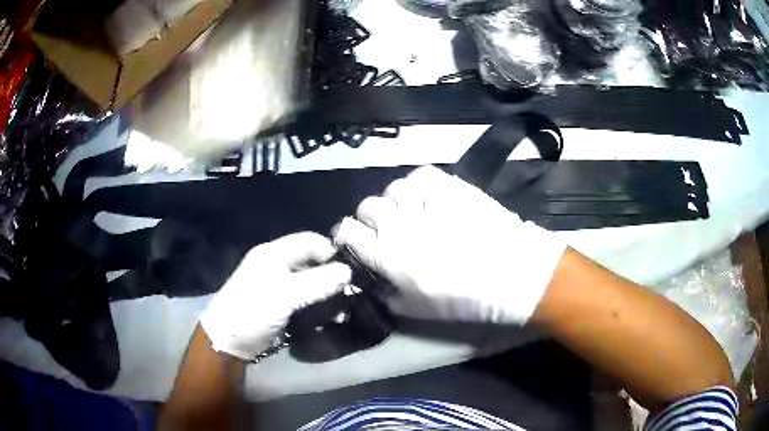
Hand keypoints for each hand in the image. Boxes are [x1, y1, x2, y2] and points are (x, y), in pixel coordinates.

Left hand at [200, 232, 350, 359]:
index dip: (331, 252)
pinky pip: (304, 296)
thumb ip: (318, 281)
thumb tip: (349, 272)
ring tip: (343, 307)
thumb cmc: (254, 310)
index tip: (351, 270)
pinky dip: (318, 303)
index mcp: (274, 252)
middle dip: (332, 274)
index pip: (310, 241)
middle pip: (311, 261)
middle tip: (350, 291)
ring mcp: (277, 284)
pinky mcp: (279, 302)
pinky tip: (329, 315)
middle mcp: (276, 263)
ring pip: (310, 280)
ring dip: (327, 291)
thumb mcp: (286, 294)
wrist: (229, 340)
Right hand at [333, 165, 565, 324]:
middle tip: (388, 229)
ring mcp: (423, 200)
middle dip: (371, 218)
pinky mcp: (448, 184)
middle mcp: (397, 222)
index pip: (346, 231)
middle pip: (366, 206)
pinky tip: (428, 198)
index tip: (355, 240)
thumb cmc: (463, 299)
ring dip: (396, 201)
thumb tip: (373, 284)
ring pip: (391, 189)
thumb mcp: (417, 311)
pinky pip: (418, 175)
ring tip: (412, 211)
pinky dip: (418, 185)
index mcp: (386, 254)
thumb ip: (386, 298)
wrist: (511, 273)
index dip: (346, 234)